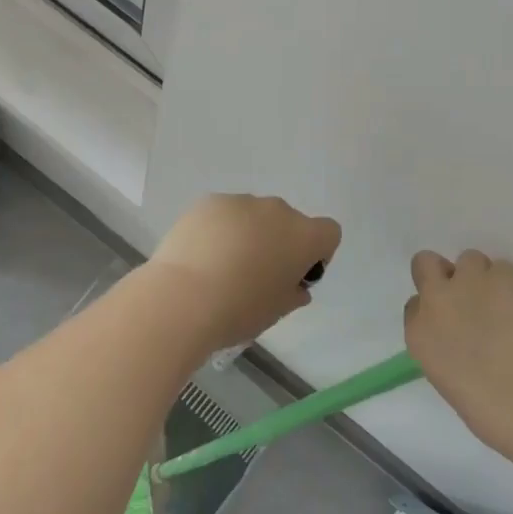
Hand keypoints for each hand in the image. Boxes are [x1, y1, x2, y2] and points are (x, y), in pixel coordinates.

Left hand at [147, 194, 341, 353]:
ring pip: (254, 216)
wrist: (184, 297)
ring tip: (221, 266)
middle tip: (255, 274)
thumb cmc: (240, 309)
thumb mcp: (277, 311)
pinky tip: (200, 255)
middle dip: (279, 242)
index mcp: (304, 236)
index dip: (317, 253)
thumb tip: (295, 287)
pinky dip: (219, 229)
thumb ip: (293, 293)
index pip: (328, 233)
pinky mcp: (209, 202)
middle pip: (288, 222)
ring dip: (248, 233)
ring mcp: (241, 202)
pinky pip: (224, 214)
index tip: (295, 274)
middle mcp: (277, 210)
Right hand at [403, 250, 512, 449]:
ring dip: (482, 275)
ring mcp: (467, 282)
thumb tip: (464, 338)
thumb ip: (445, 347)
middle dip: (443, 272)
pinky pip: (505, 268)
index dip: (434, 307)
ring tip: (504, 300)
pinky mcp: (503, 275)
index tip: (452, 321)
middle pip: (425, 263)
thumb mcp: (446, 377)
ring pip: (469, 258)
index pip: (414, 304)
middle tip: (468, 292)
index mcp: (418, 334)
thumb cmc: (487, 408)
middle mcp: (435, 300)